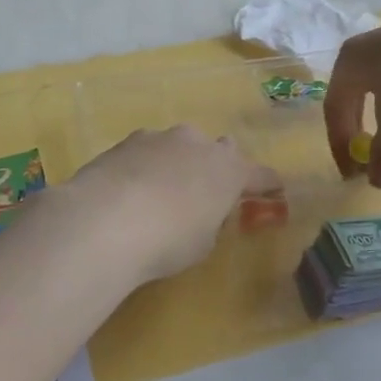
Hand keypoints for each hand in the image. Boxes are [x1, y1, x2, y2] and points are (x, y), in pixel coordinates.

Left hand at [58, 126, 278, 283]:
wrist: (106, 220)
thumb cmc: (168, 240)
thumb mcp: (202, 242)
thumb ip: (209, 220)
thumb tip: (201, 210)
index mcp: (228, 170)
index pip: (258, 174)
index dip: (266, 183)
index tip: (273, 187)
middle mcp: (198, 144)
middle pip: (217, 149)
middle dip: (215, 165)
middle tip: (206, 189)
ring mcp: (160, 138)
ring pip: (178, 145)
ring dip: (176, 162)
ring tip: (161, 191)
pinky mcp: (126, 141)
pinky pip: (146, 151)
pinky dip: (145, 165)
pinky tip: (131, 188)